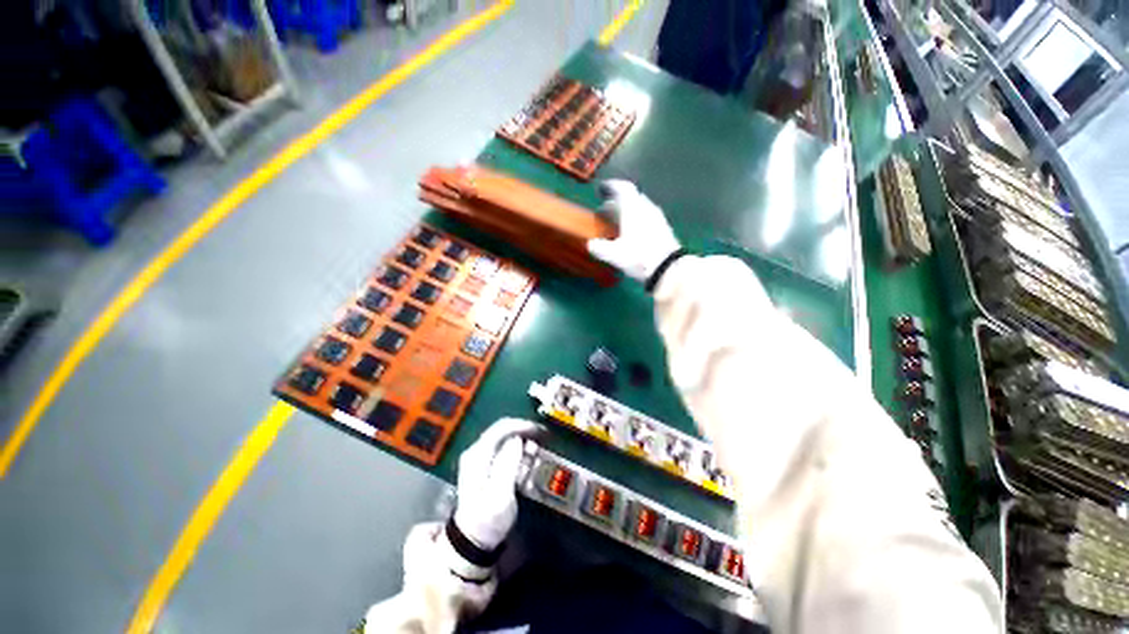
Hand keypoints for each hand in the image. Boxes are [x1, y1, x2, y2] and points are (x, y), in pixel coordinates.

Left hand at [453, 418, 541, 549]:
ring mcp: (479, 457)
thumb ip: (508, 463)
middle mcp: (476, 451)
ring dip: (522, 440)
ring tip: (536, 449)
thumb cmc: (488, 519)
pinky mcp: (485, 464)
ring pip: (504, 438)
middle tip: (542, 438)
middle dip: (524, 431)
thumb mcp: (500, 494)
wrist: (472, 539)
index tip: (539, 431)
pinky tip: (526, 459)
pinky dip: (517, 449)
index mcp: (478, 455)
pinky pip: (504, 448)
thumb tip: (517, 439)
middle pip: (502, 430)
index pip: (501, 428)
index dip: (522, 425)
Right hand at [587, 180, 680, 281]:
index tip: (602, 191)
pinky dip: (636, 221)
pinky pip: (647, 217)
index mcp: (632, 208)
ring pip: (639, 208)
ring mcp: (657, 217)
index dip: (611, 187)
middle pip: (630, 198)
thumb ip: (600, 248)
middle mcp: (646, 207)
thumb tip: (590, 244)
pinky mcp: (664, 228)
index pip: (622, 188)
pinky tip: (631, 235)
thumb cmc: (638, 257)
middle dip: (616, 203)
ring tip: (617, 225)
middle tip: (605, 213)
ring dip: (627, 213)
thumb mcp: (614, 255)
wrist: (669, 268)